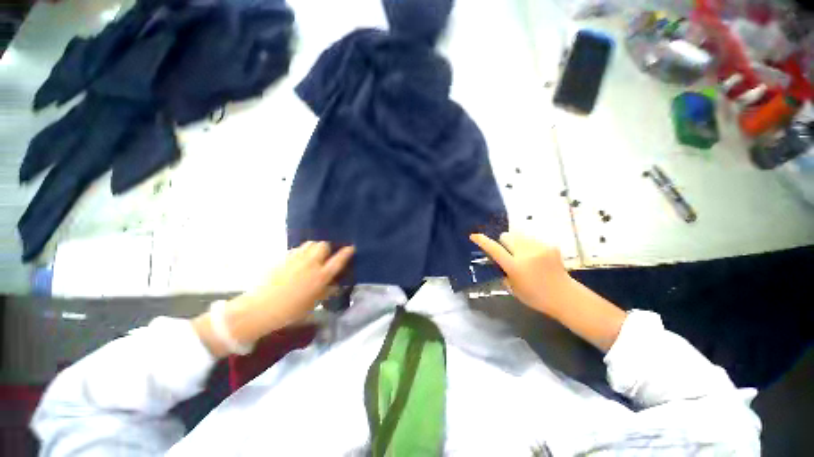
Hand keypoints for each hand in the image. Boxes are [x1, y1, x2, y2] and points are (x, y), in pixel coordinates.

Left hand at [194, 241, 353, 356]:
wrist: (260, 309)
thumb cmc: (290, 311)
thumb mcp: (313, 304)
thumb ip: (326, 291)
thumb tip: (334, 284)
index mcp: (320, 276)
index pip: (338, 260)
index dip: (346, 253)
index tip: (351, 248)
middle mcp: (310, 264)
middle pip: (323, 245)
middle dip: (327, 248)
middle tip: (325, 257)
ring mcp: (296, 259)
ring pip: (310, 244)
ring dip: (314, 248)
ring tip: (313, 256)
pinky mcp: (283, 258)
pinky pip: (297, 249)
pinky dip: (302, 252)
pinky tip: (299, 261)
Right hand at [470, 232, 570, 317]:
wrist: (565, 296)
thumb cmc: (536, 297)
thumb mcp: (513, 289)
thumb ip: (503, 273)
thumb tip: (498, 262)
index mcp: (515, 267)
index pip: (495, 249)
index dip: (483, 241)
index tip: (474, 235)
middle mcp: (526, 254)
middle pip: (506, 236)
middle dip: (503, 242)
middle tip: (508, 253)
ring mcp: (539, 248)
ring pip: (519, 235)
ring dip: (516, 243)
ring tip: (524, 255)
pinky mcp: (549, 246)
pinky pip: (532, 239)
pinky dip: (528, 245)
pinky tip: (536, 257)